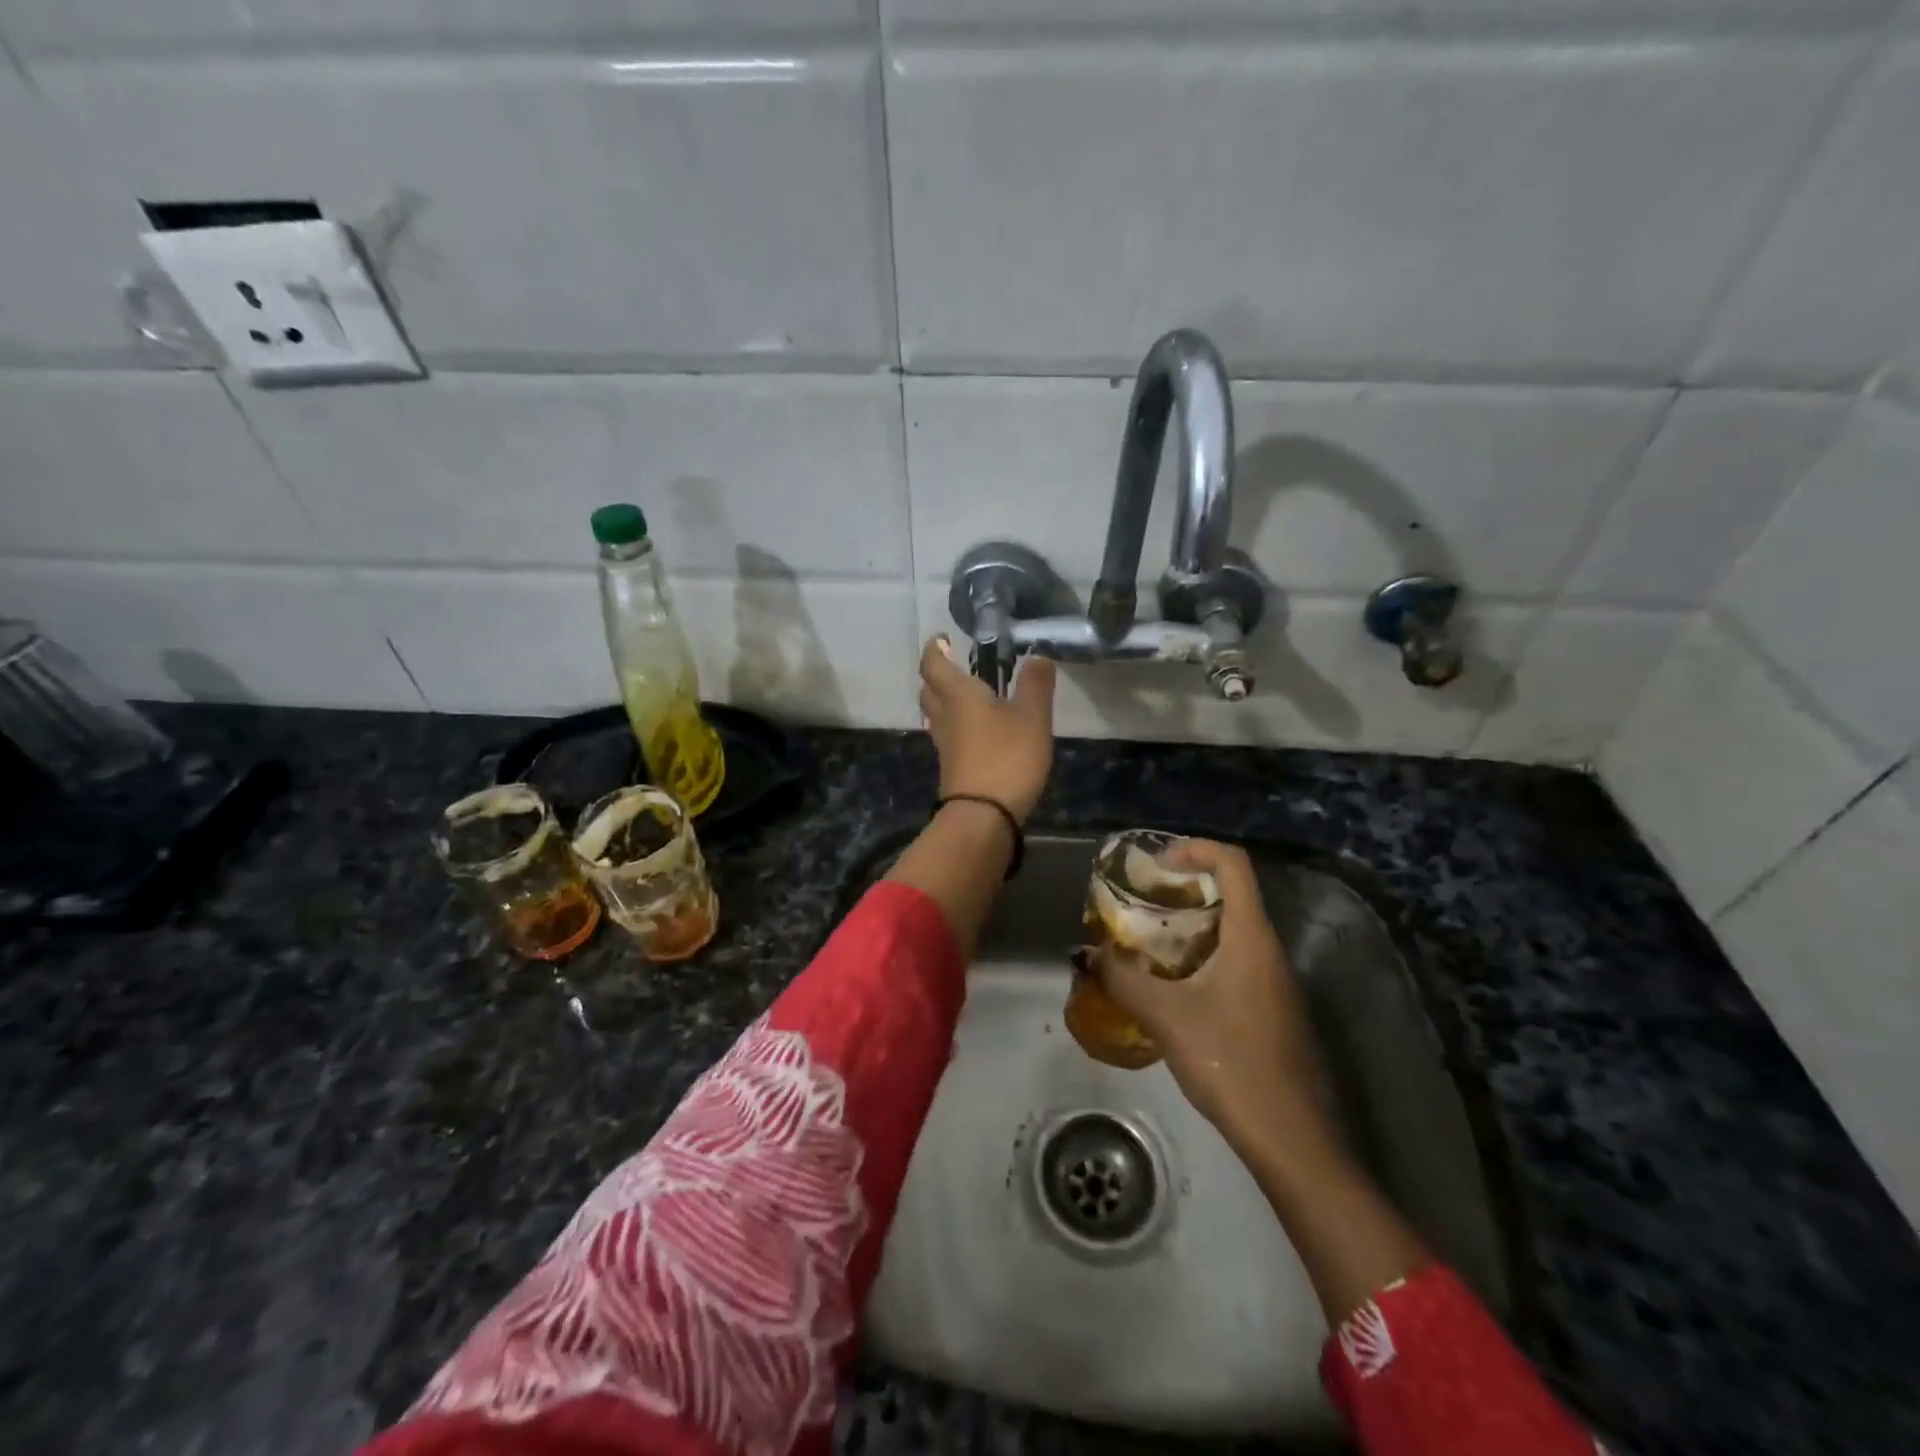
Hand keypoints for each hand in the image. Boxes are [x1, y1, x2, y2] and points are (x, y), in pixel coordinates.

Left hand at [918, 635, 1055, 822]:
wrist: (983, 816)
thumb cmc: (1007, 757)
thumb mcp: (1032, 717)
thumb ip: (1035, 685)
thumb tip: (1037, 655)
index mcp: (959, 696)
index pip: (934, 665)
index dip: (935, 649)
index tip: (942, 639)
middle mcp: (945, 717)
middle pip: (929, 691)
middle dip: (936, 676)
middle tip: (952, 666)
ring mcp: (945, 746)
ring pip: (936, 716)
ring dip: (944, 702)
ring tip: (966, 697)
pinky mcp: (952, 768)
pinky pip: (948, 737)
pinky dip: (957, 727)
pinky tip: (976, 732)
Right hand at [1096, 839, 1336, 1160]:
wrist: (1293, 1139)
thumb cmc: (1231, 1062)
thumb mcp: (1167, 1017)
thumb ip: (1123, 980)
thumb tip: (1087, 954)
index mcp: (1251, 937)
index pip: (1233, 864)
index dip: (1195, 849)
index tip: (1157, 863)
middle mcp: (1269, 949)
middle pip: (1232, 893)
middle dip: (1186, 887)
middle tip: (1143, 899)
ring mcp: (1276, 982)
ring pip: (1233, 930)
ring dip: (1192, 924)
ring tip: (1148, 939)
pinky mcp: (1274, 1009)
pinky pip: (1237, 960)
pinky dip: (1203, 954)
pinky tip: (1173, 985)